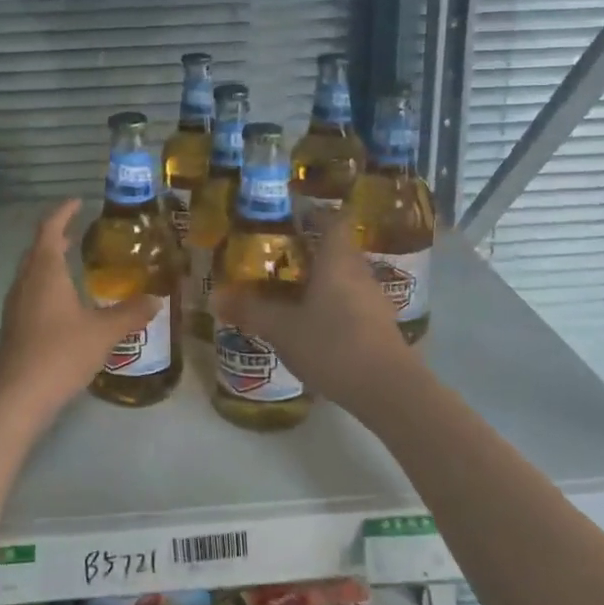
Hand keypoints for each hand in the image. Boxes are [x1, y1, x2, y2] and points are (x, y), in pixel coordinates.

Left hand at [0, 200, 158, 430]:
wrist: (15, 397)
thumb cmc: (59, 353)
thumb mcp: (103, 332)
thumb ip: (130, 314)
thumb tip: (157, 299)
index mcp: (45, 271)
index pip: (50, 229)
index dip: (63, 212)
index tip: (78, 202)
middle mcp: (26, 281)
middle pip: (37, 248)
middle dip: (57, 236)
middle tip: (79, 231)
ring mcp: (15, 305)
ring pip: (31, 272)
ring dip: (49, 261)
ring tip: (73, 264)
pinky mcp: (14, 327)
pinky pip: (30, 292)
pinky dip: (46, 284)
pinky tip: (64, 304)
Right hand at [210, 212, 422, 421]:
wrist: (389, 390)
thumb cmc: (333, 345)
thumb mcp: (282, 329)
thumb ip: (250, 310)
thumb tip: (214, 297)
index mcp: (337, 260)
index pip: (333, 221)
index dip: (314, 214)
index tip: (291, 217)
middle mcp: (359, 272)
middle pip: (338, 249)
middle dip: (311, 250)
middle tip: (280, 257)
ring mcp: (375, 300)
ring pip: (346, 277)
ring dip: (323, 280)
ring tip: (293, 292)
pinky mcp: (382, 326)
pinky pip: (354, 302)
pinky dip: (335, 305)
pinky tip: (316, 325)